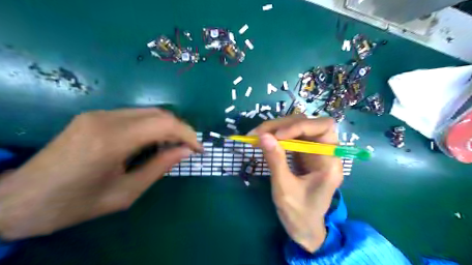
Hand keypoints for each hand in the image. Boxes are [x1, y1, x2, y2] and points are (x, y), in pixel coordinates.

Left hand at [0, 108, 200, 239]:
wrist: (19, 199)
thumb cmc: (74, 204)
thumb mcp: (125, 193)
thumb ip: (159, 167)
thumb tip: (185, 152)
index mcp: (112, 141)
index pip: (164, 124)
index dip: (187, 134)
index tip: (198, 149)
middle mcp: (106, 119)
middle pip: (159, 114)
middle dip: (180, 129)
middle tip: (188, 148)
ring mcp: (98, 114)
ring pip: (149, 112)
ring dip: (167, 127)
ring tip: (171, 147)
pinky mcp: (95, 115)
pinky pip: (135, 115)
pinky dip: (151, 126)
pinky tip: (151, 142)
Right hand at [250, 115, 343, 251]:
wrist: (304, 228)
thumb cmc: (299, 213)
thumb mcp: (284, 188)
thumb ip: (275, 160)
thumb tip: (263, 136)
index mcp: (330, 162)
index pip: (323, 128)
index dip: (300, 126)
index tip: (276, 135)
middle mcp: (325, 152)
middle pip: (308, 123)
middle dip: (282, 125)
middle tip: (258, 133)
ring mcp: (314, 151)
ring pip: (297, 127)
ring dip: (276, 128)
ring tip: (256, 135)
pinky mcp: (304, 153)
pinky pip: (291, 137)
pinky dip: (276, 136)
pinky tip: (263, 139)